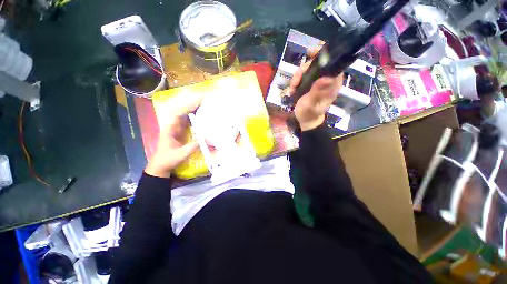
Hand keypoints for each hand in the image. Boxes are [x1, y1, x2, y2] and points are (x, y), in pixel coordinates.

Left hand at [145, 93, 202, 177]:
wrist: (160, 166)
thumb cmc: (168, 160)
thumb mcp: (181, 154)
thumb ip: (193, 146)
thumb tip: (208, 139)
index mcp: (169, 129)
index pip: (179, 113)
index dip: (188, 107)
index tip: (199, 102)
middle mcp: (173, 126)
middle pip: (182, 111)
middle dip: (192, 105)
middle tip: (205, 101)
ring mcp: (176, 128)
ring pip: (185, 116)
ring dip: (194, 110)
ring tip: (205, 106)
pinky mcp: (180, 132)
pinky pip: (188, 122)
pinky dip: (195, 118)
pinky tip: (202, 116)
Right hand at [288, 46, 343, 131]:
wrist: (306, 120)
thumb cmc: (310, 114)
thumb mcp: (312, 105)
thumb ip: (317, 92)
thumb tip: (327, 77)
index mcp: (332, 83)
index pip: (333, 62)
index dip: (323, 53)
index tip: (310, 52)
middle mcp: (327, 78)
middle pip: (316, 63)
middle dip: (303, 70)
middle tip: (295, 82)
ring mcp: (318, 81)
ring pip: (307, 69)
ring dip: (297, 77)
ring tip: (292, 88)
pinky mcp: (311, 83)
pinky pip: (303, 75)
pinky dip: (296, 80)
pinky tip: (293, 89)